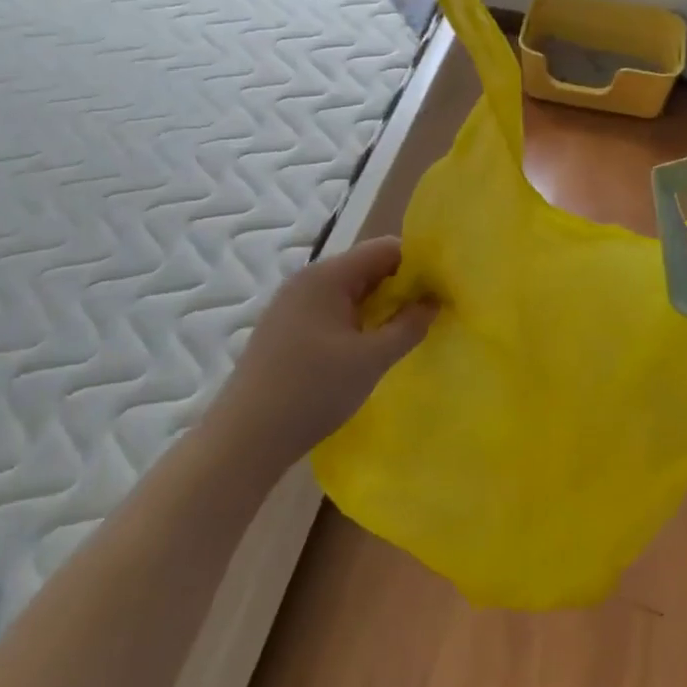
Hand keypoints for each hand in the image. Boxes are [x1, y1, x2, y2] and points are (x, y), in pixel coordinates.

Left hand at [208, 237, 436, 471]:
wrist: (245, 437)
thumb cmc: (313, 391)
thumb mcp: (371, 359)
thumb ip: (408, 326)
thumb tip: (433, 301)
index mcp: (327, 276)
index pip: (384, 249)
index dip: (417, 264)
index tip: (441, 290)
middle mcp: (307, 279)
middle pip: (365, 267)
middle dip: (399, 287)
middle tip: (428, 315)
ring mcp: (291, 303)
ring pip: (348, 291)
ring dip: (377, 307)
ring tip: (402, 334)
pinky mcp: (284, 328)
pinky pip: (330, 310)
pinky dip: (354, 321)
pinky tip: (365, 349)